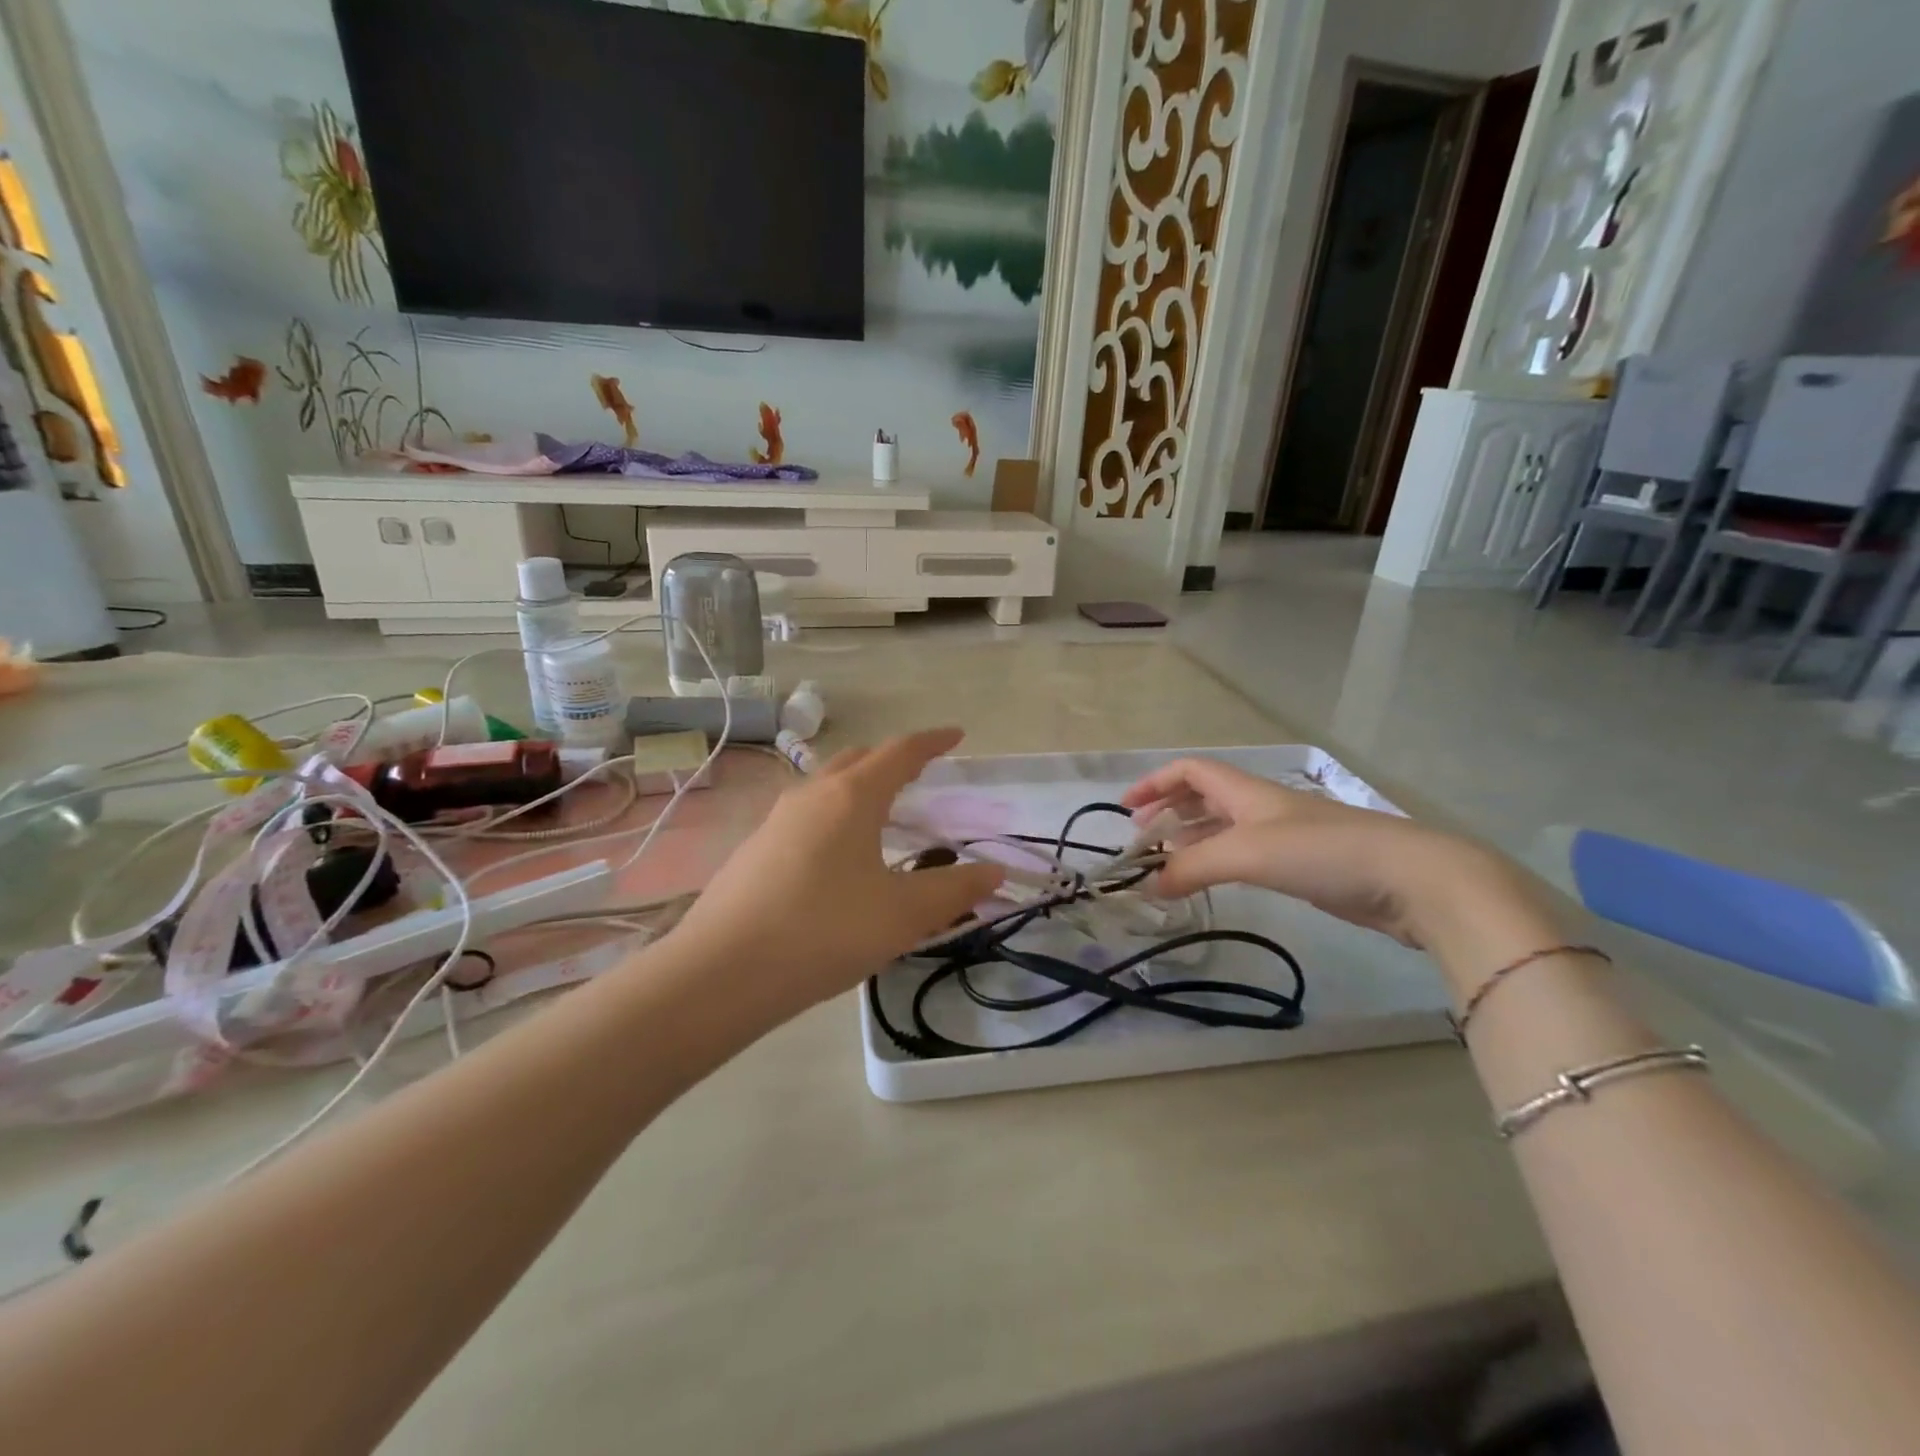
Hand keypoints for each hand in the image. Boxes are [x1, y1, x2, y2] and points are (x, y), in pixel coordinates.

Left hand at [667, 728, 1004, 1013]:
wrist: (721, 972)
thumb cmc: (824, 931)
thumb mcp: (902, 915)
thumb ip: (954, 890)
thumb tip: (994, 871)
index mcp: (852, 796)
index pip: (900, 752)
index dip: (933, 741)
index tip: (956, 735)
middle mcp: (811, 794)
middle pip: (859, 759)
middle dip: (893, 760)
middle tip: (920, 776)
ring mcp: (776, 819)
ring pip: (827, 785)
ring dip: (859, 787)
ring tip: (881, 814)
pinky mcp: (755, 848)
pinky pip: (806, 814)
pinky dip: (834, 815)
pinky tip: (837, 856)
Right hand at [1121, 757, 1552, 955]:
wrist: (1409, 878)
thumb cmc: (1321, 852)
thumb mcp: (1245, 854)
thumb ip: (1191, 867)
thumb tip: (1148, 885)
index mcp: (1246, 791)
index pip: (1190, 771)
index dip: (1155, 783)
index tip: (1125, 809)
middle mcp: (1261, 806)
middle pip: (1204, 796)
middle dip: (1169, 810)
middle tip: (1141, 838)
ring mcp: (1285, 835)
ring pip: (1224, 827)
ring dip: (1191, 839)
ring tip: (1166, 863)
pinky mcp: (1303, 864)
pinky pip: (1245, 855)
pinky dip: (1218, 862)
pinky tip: (1212, 882)